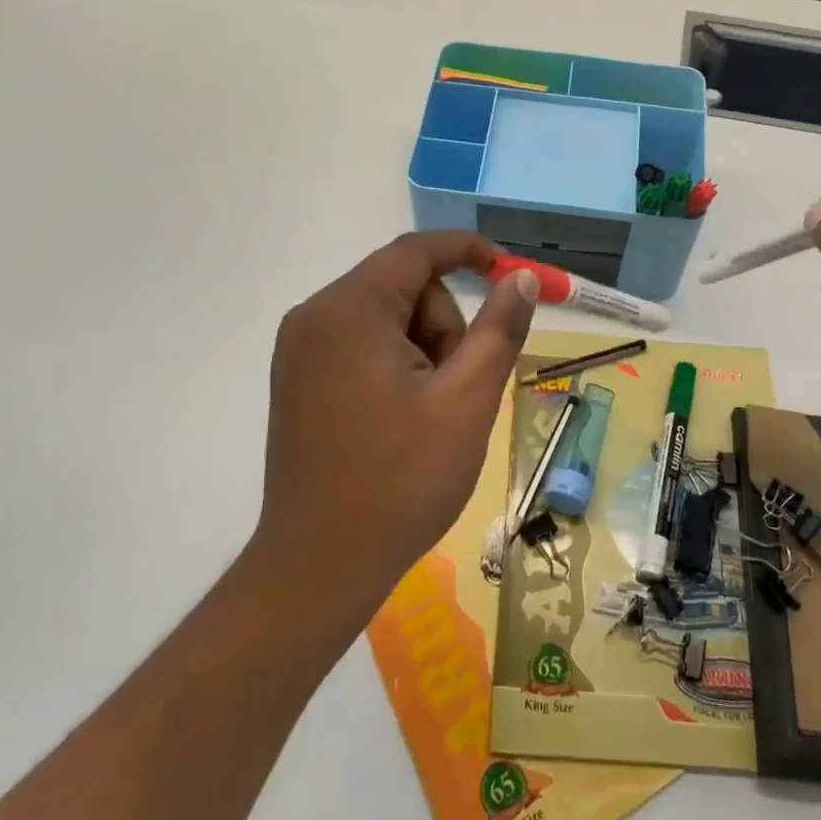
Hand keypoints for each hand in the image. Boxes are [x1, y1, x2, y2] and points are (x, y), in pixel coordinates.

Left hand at [257, 232, 538, 629]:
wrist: (318, 567)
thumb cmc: (400, 481)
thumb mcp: (467, 400)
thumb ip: (499, 329)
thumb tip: (522, 279)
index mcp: (349, 310)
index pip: (417, 252)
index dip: (470, 252)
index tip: (512, 274)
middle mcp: (315, 316)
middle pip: (404, 289)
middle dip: (442, 327)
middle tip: (454, 390)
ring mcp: (300, 349)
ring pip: (387, 319)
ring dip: (422, 352)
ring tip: (427, 415)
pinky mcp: (299, 378)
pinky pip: (363, 345)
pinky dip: (396, 366)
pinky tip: (402, 418)